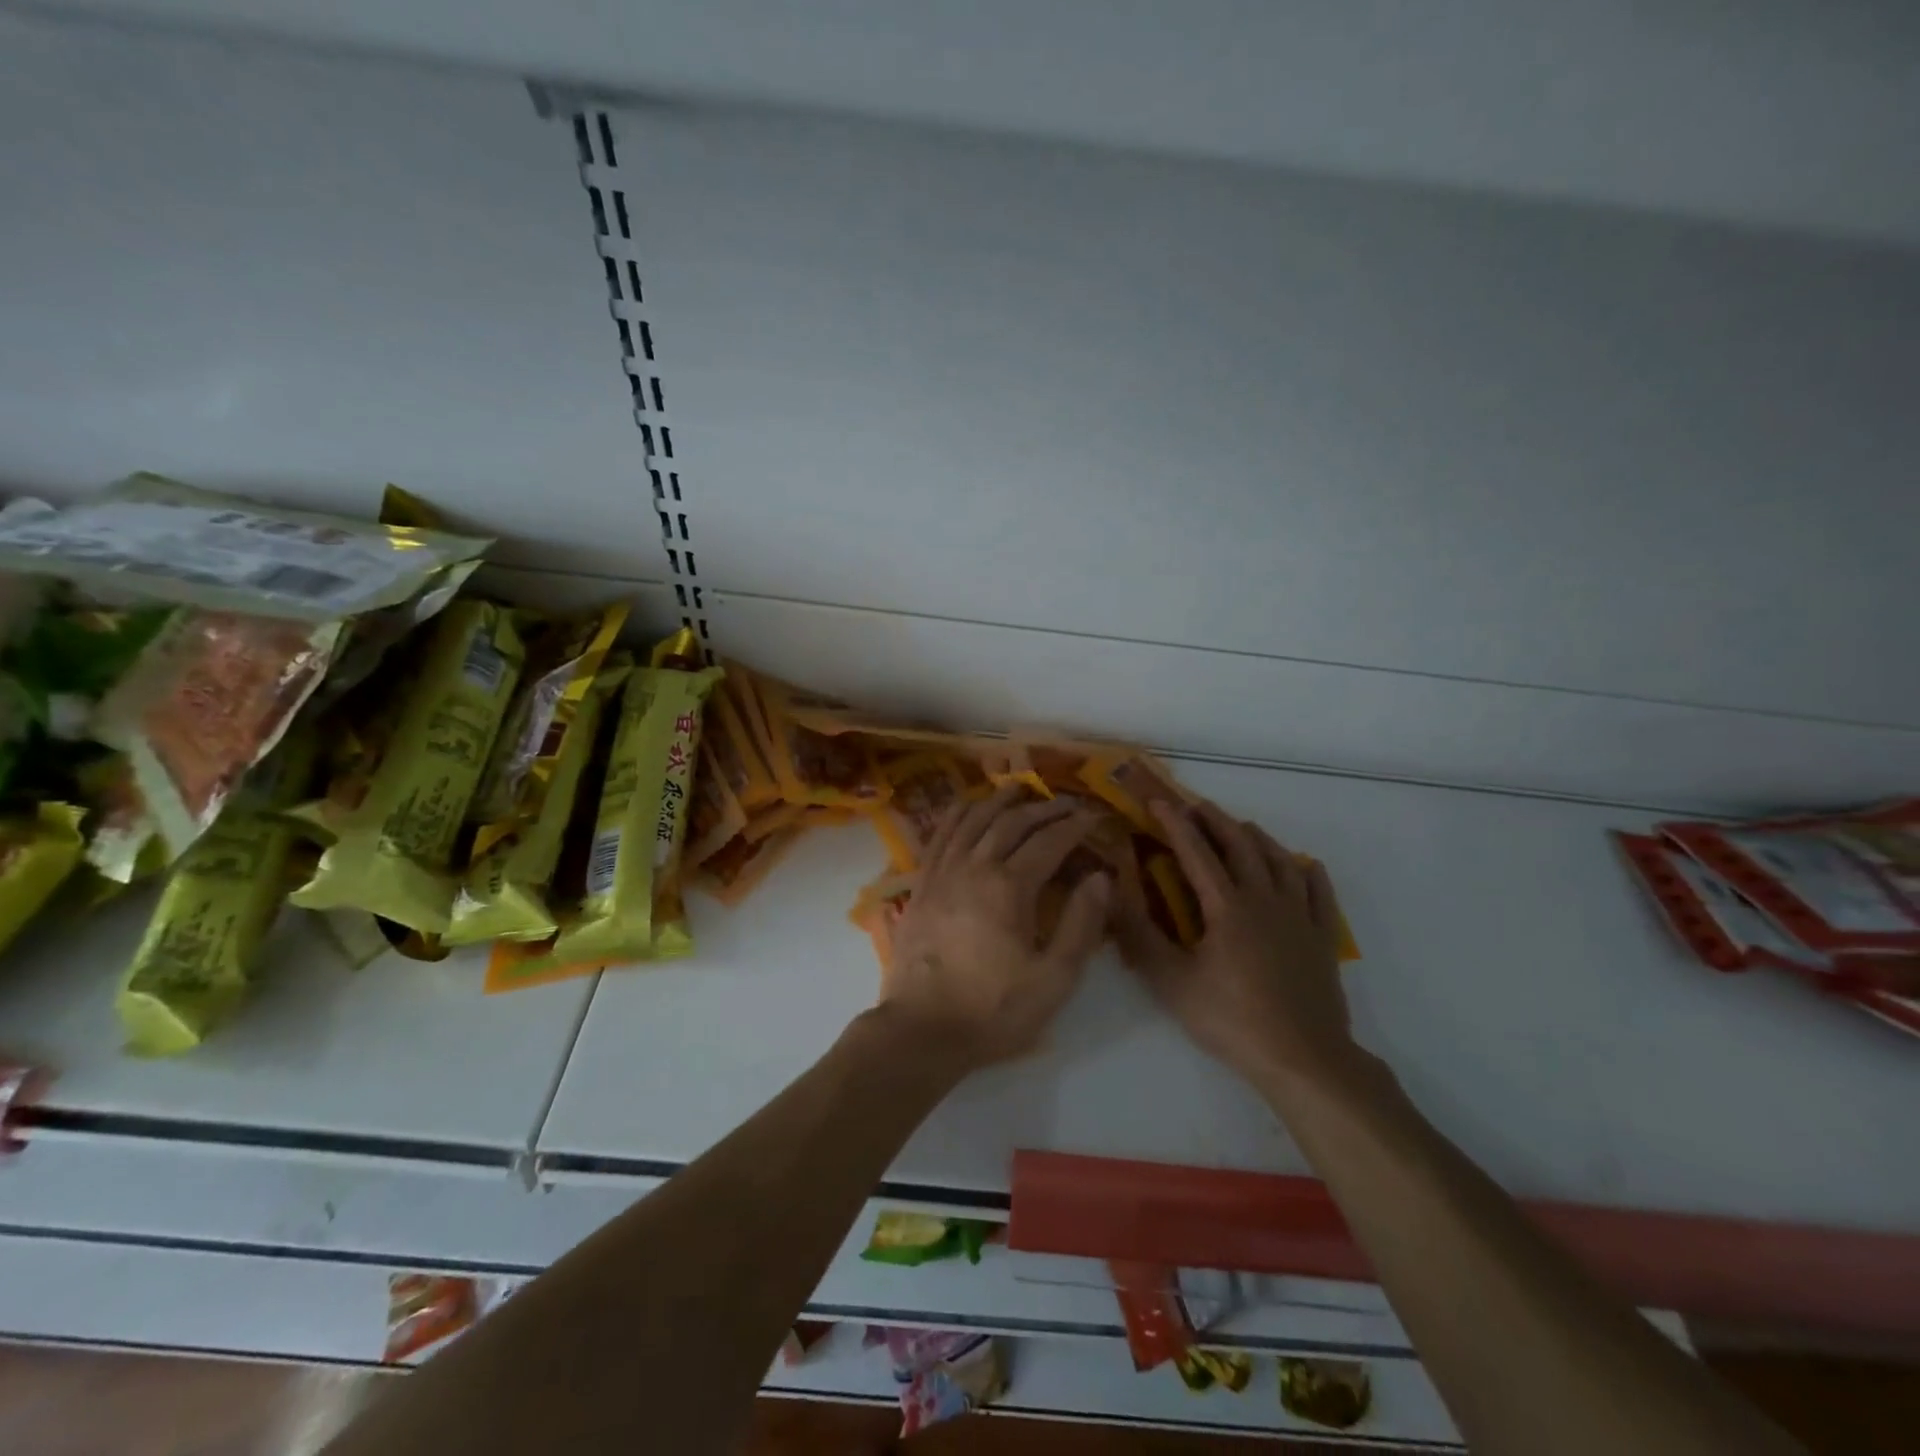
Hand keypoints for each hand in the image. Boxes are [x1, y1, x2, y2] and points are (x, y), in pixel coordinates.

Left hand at [879, 787, 1112, 1070]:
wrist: (921, 1030)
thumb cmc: (993, 1010)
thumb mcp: (1053, 979)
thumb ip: (1081, 925)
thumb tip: (1101, 877)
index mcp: (1009, 887)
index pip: (1049, 842)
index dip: (1074, 826)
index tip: (1093, 817)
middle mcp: (974, 867)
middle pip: (1012, 823)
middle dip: (1043, 808)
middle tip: (1066, 803)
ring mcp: (942, 872)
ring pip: (973, 820)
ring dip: (999, 801)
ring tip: (1019, 789)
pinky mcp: (921, 884)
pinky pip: (940, 835)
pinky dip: (957, 814)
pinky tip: (966, 806)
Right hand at [1116, 798, 1355, 1089]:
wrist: (1303, 1059)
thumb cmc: (1231, 1019)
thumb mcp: (1172, 982)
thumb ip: (1139, 935)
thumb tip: (1112, 893)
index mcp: (1227, 906)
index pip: (1196, 852)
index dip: (1175, 824)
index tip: (1158, 801)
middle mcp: (1265, 900)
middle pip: (1241, 846)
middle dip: (1216, 821)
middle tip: (1197, 806)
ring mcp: (1299, 917)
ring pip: (1280, 861)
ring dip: (1258, 838)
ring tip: (1242, 827)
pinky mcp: (1322, 939)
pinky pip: (1319, 893)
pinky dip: (1308, 871)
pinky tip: (1304, 864)